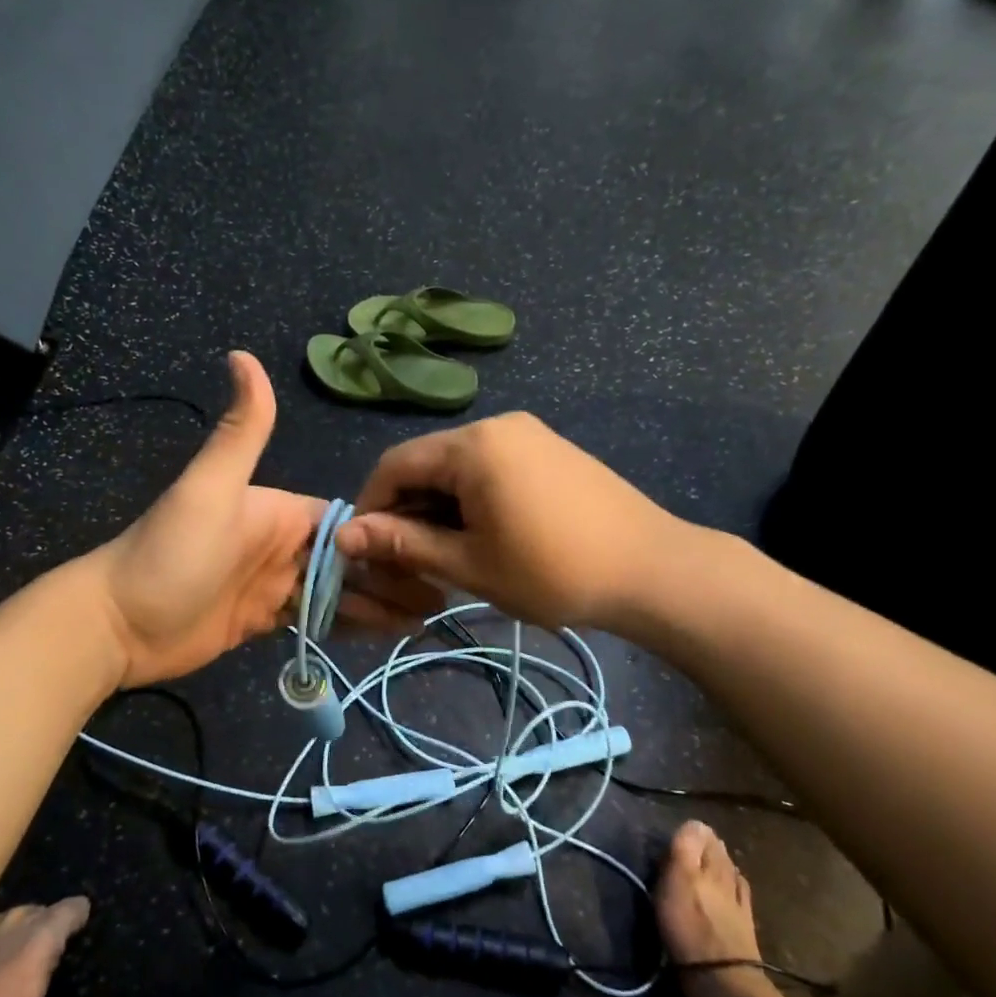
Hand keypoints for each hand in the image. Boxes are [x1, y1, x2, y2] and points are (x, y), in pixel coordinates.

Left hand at [90, 353, 425, 687]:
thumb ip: (241, 430)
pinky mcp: (265, 619)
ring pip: (341, 591)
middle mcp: (284, 543)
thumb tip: (242, 353)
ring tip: (427, 620)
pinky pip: (318, 619)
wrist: (116, 625)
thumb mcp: (209, 488)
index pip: (347, 520)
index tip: (434, 553)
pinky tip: (386, 634)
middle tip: (443, 599)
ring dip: (381, 602)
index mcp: (281, 510)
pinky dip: (351, 625)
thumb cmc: (170, 554)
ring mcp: (275, 583)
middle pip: (352, 559)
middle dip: (395, 574)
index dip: (389, 535)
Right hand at [336, 412, 671, 630]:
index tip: (369, 550)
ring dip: (441, 506)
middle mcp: (497, 425)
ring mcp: (528, 433)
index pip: (395, 464)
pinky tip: (485, 535)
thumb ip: (404, 545)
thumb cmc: (554, 571)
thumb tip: (343, 536)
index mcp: (473, 445)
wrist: (652, 570)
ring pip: (459, 466)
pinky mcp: (549, 448)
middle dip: (409, 509)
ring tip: (448, 554)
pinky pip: (491, 466)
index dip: (373, 506)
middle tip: (410, 560)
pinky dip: (473, 497)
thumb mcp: (470, 564)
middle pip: (427, 461)